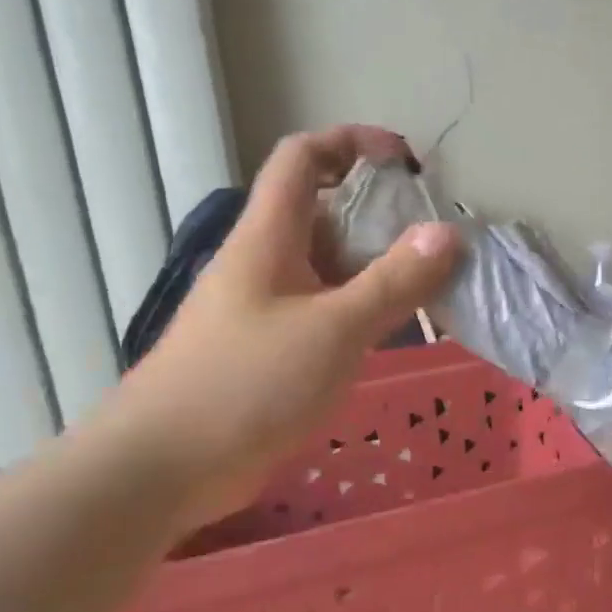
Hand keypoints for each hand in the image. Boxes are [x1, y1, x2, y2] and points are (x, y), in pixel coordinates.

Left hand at [106, 126, 458, 524]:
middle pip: (323, 213)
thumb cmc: (247, 385)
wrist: (163, 468)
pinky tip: (394, 332)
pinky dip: (361, 310)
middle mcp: (264, 261)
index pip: (303, 159)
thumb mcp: (333, 330)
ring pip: (328, 267)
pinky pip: (324, 311)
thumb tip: (447, 233)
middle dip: (379, 215)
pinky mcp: (270, 349)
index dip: (352, 143)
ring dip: (376, 268)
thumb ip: (393, 282)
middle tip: (435, 240)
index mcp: (268, 237)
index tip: (405, 162)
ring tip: (430, 285)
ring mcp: (266, 308)